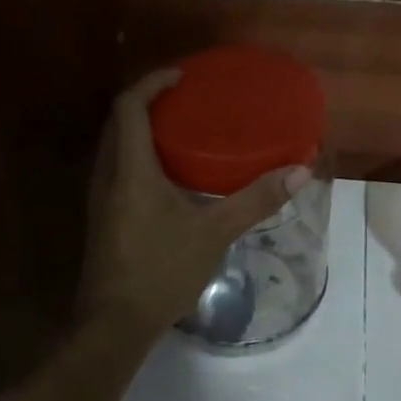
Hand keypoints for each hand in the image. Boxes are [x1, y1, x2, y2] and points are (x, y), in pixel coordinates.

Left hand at [76, 69, 310, 344]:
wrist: (114, 325)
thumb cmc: (161, 270)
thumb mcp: (214, 233)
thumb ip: (255, 200)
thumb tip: (299, 172)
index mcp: (130, 170)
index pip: (129, 107)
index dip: (152, 83)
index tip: (182, 75)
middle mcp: (108, 176)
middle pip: (118, 122)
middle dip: (147, 102)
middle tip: (185, 99)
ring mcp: (101, 198)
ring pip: (115, 146)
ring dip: (141, 129)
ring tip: (181, 129)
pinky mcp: (104, 218)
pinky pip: (118, 169)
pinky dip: (139, 155)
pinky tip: (170, 174)